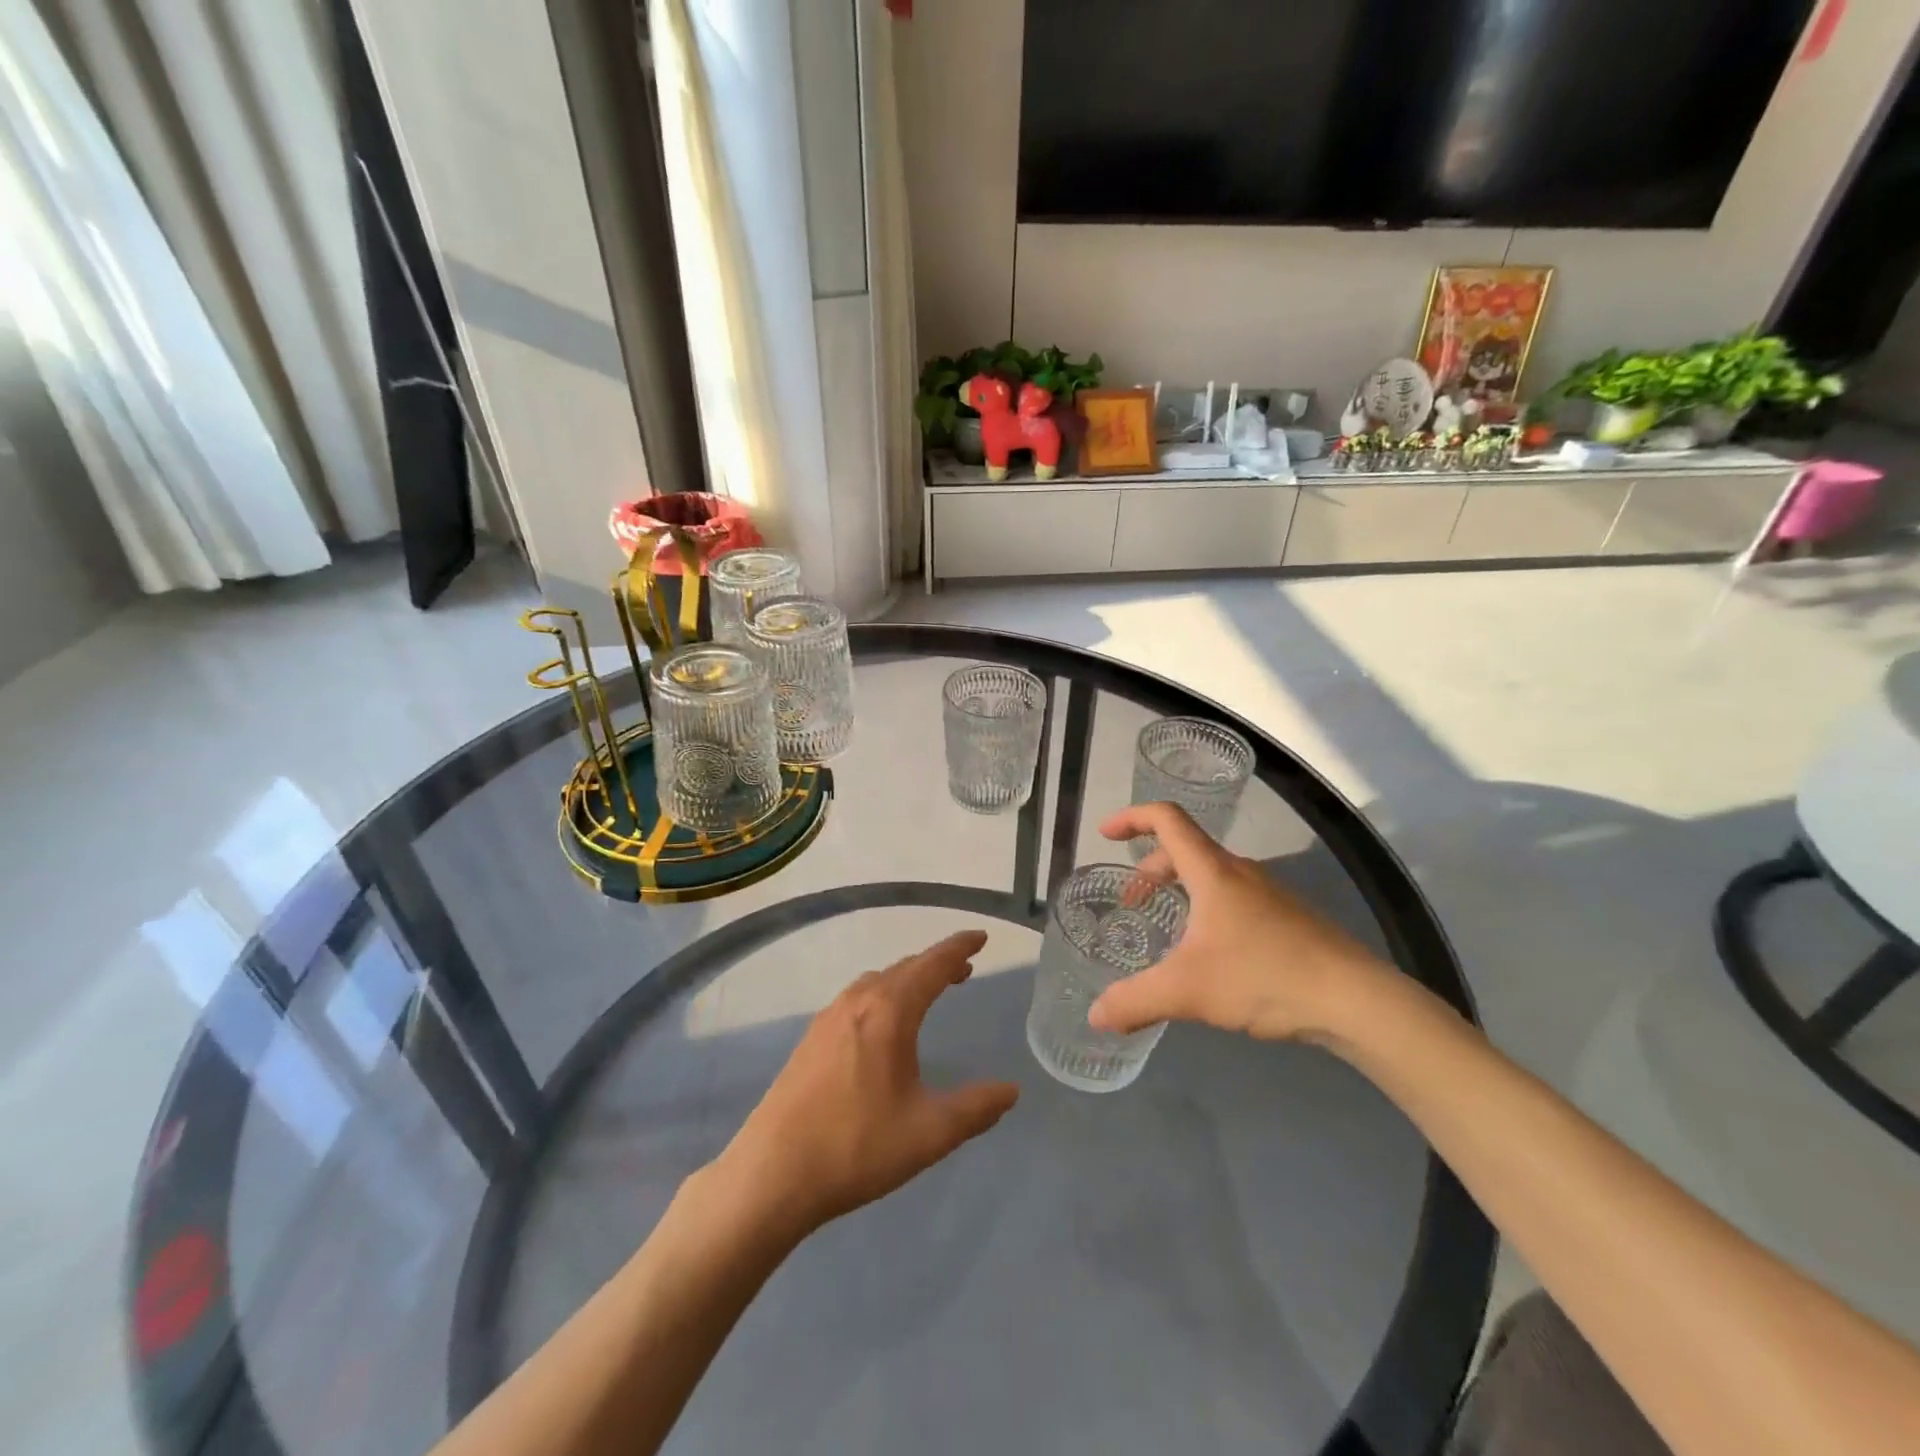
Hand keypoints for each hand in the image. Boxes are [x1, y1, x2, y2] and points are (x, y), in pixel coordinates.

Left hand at [713, 930, 1019, 1239]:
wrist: (772, 1173)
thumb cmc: (856, 1147)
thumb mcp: (928, 1133)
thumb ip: (975, 1109)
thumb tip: (1011, 1091)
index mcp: (889, 1012)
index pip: (933, 965)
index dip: (959, 948)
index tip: (980, 937)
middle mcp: (858, 1002)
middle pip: (905, 968)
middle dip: (936, 963)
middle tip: (963, 969)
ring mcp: (829, 1018)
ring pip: (878, 981)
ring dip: (907, 978)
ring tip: (928, 991)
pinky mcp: (811, 1038)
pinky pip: (857, 998)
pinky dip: (883, 993)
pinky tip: (883, 1023)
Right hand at [1088, 803, 1393, 1042]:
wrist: (1356, 1000)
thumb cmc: (1265, 977)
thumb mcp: (1188, 991)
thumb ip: (1135, 1001)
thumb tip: (1096, 1016)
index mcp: (1212, 871)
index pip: (1167, 819)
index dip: (1132, 818)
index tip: (1105, 834)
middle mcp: (1240, 872)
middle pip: (1185, 849)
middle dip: (1150, 870)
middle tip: (1132, 904)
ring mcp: (1270, 894)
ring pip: (1212, 876)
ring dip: (1181, 890)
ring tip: (1168, 931)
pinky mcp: (1289, 919)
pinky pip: (1235, 898)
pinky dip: (1208, 909)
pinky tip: (1212, 955)